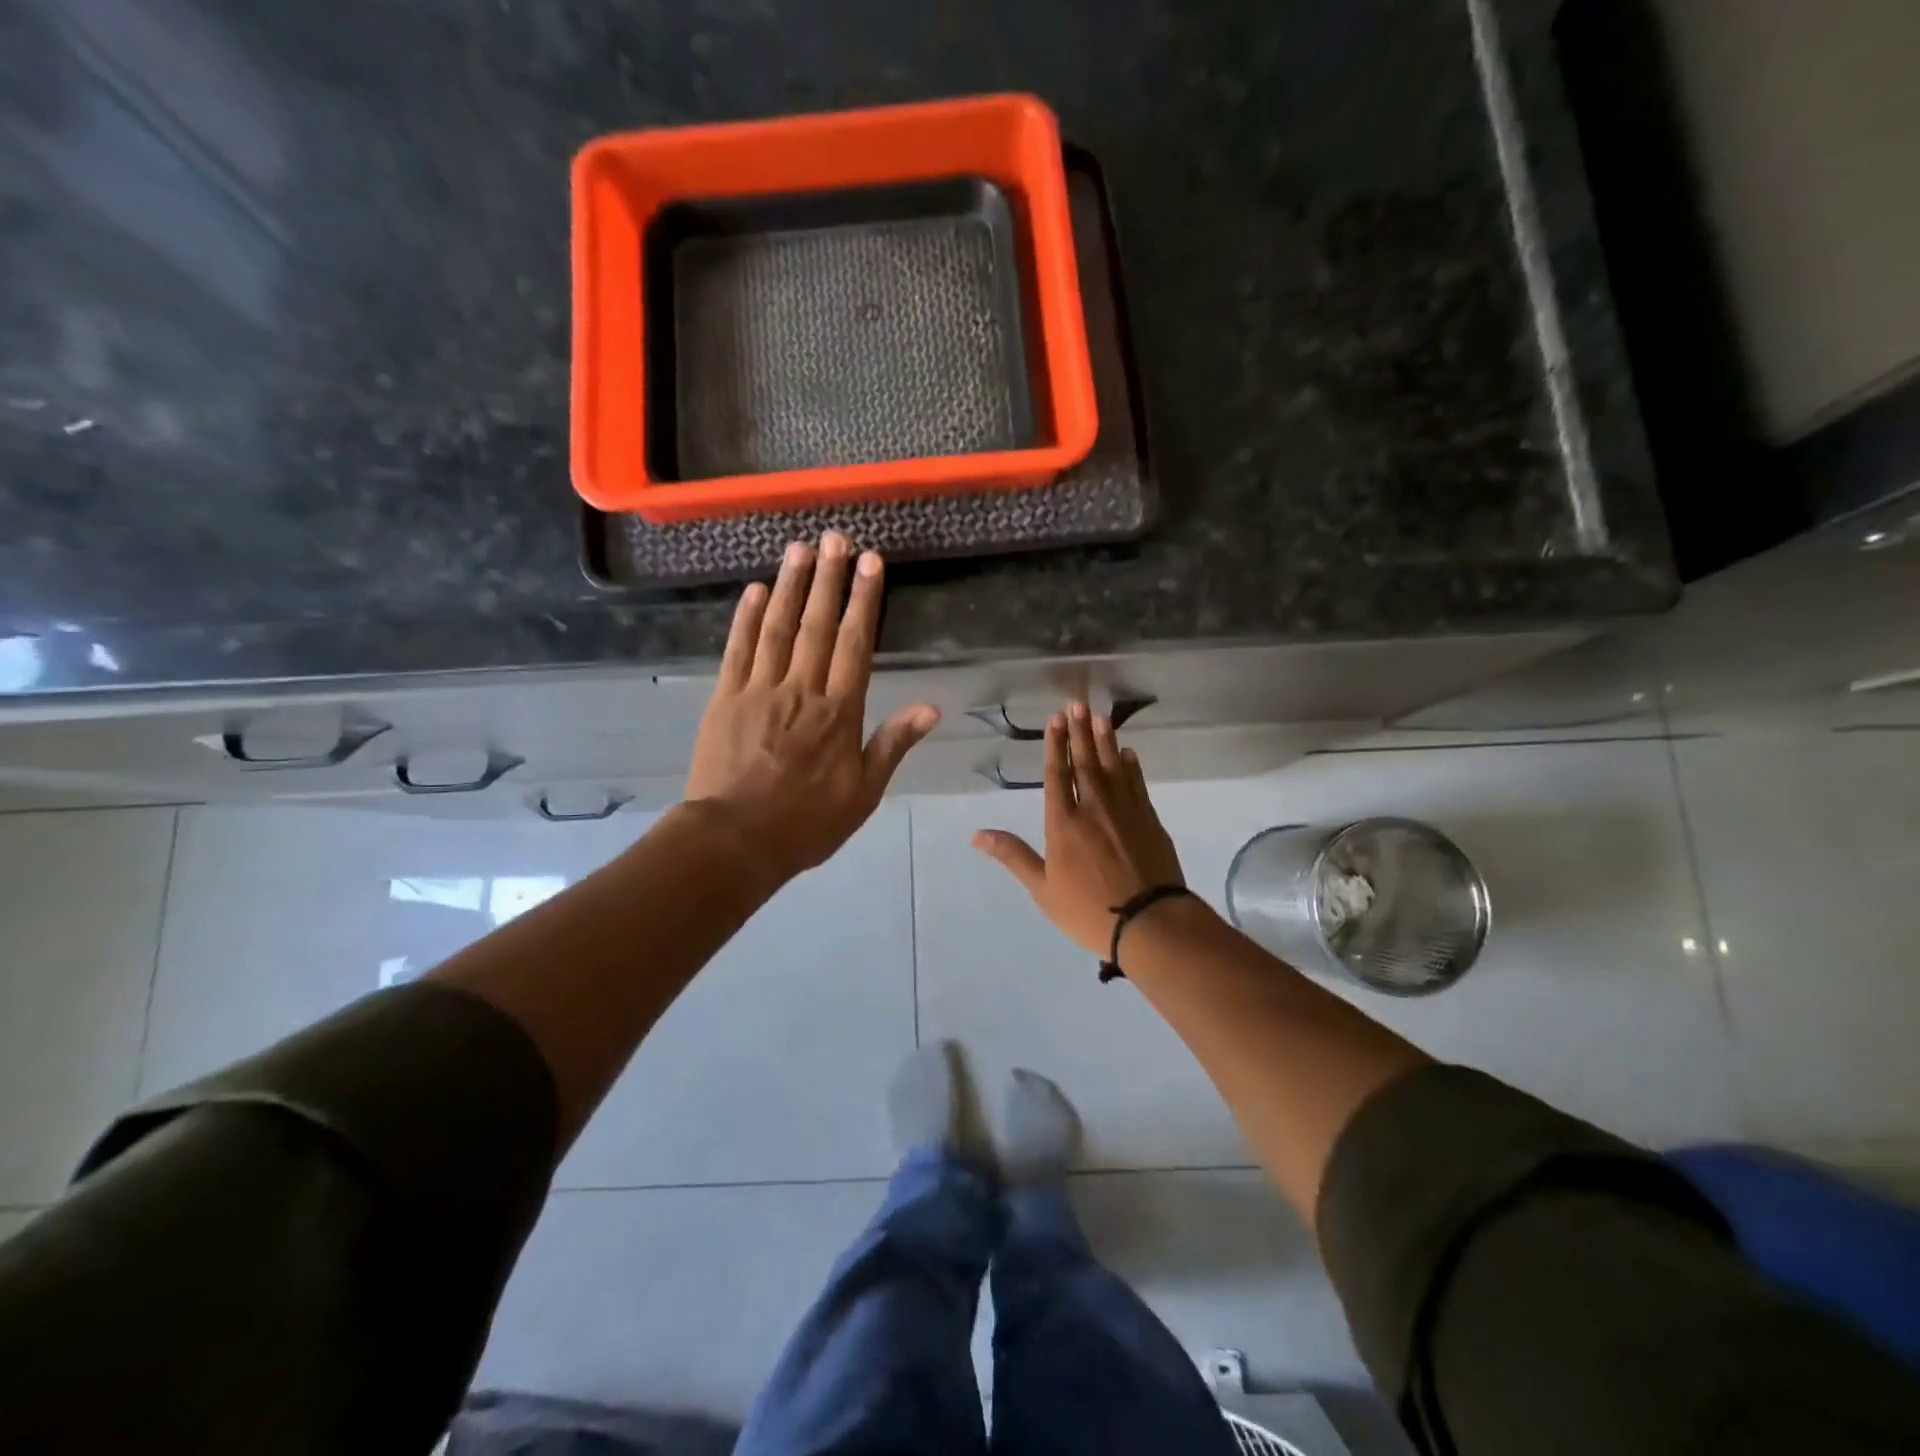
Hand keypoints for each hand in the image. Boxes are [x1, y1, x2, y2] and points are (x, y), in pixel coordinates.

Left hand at [686, 533, 938, 883]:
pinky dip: (746, 617)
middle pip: (817, 625)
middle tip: (836, 537)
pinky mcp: (725, 698)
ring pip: (778, 627)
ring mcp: (759, 690)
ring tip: (800, 548)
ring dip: (790, 585)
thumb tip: (932, 707)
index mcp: (839, 712)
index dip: (864, 600)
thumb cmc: (806, 822)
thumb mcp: (864, 793)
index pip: (855, 644)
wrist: (734, 840)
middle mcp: (801, 690)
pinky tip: (755, 590)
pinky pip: (738, 649)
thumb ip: (893, 744)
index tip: (870, 563)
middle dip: (829, 578)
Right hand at [971, 702, 1185, 955]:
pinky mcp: (1149, 820)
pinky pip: (1137, 784)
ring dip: (1106, 741)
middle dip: (1080, 732)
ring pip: (1113, 767)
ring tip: (1101, 717)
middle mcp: (1094, 808)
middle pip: (1085, 763)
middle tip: (1078, 704)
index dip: (1056, 745)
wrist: (1150, 923)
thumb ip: (1013, 856)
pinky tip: (1129, 754)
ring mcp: (1125, 811)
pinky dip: (1132, 767)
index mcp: (1064, 823)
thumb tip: (976, 835)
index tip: (1056, 719)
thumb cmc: (1088, 910)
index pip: (1057, 775)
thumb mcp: (1043, 889)